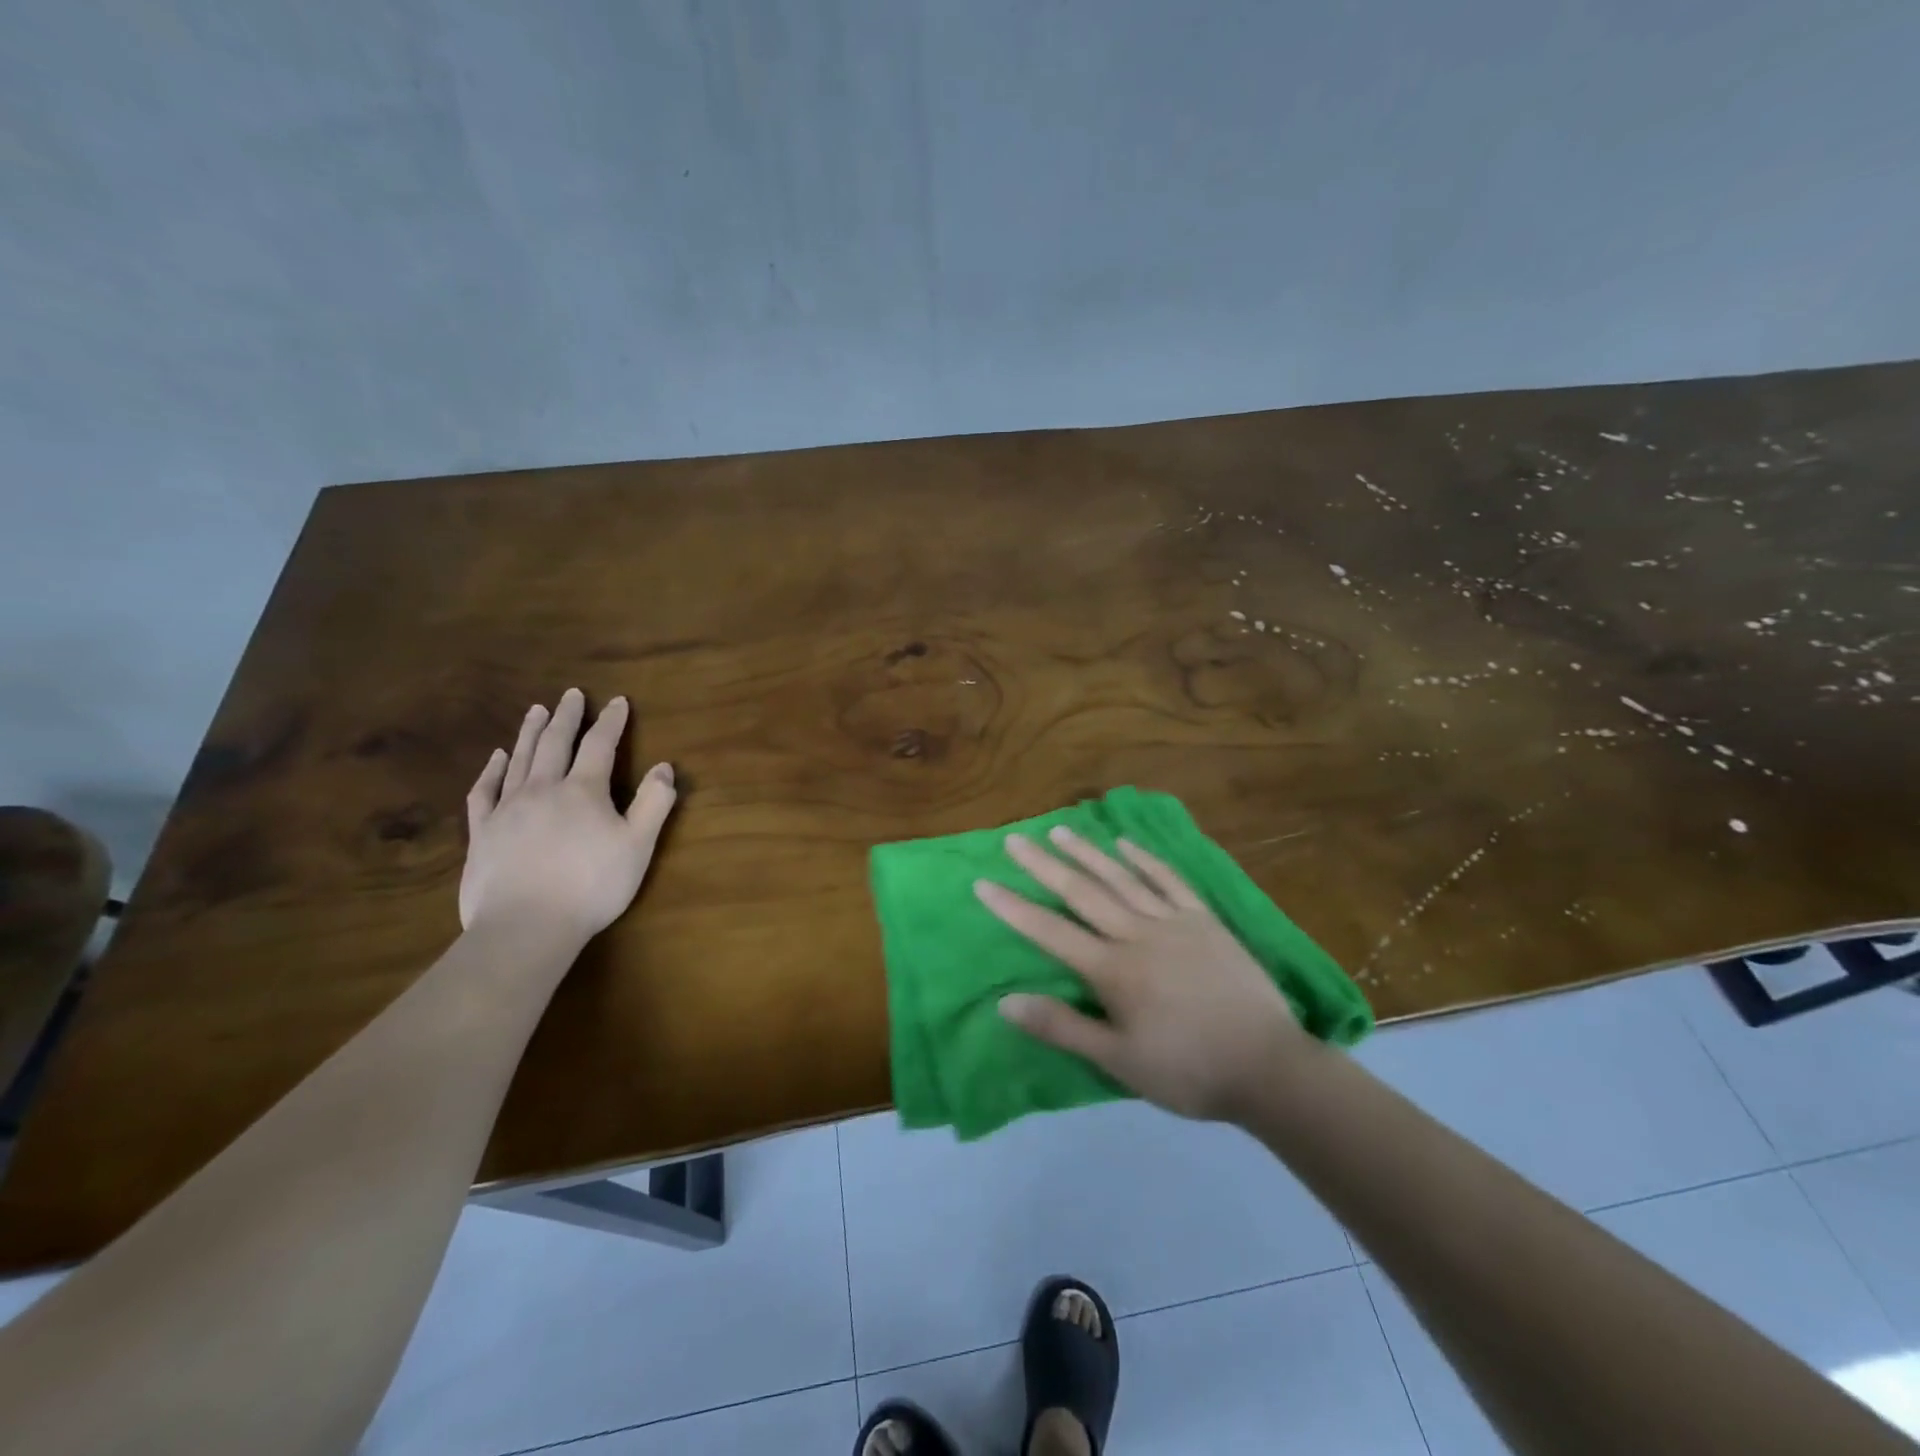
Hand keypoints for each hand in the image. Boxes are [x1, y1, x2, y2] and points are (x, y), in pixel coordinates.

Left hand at [460, 689, 677, 944]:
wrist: (525, 926)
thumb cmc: (591, 886)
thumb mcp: (638, 846)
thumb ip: (654, 803)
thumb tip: (664, 767)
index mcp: (584, 790)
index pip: (600, 745)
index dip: (611, 721)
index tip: (617, 701)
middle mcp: (543, 788)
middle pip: (555, 743)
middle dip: (567, 716)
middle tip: (571, 694)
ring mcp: (508, 809)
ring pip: (519, 759)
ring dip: (530, 732)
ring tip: (536, 710)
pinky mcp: (482, 832)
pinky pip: (484, 791)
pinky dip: (491, 770)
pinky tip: (496, 758)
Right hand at [977, 828, 1302, 1121]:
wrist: (1269, 1066)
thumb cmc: (1188, 1070)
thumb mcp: (1119, 1061)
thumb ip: (1062, 1027)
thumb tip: (1006, 1001)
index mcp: (1113, 970)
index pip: (1050, 931)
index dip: (1013, 907)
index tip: (983, 883)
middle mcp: (1137, 934)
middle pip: (1082, 892)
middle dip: (1043, 866)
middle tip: (1014, 840)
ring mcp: (1174, 921)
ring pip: (1121, 878)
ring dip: (1087, 852)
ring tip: (1059, 830)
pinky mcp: (1205, 920)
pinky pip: (1170, 881)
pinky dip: (1145, 859)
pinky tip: (1126, 844)